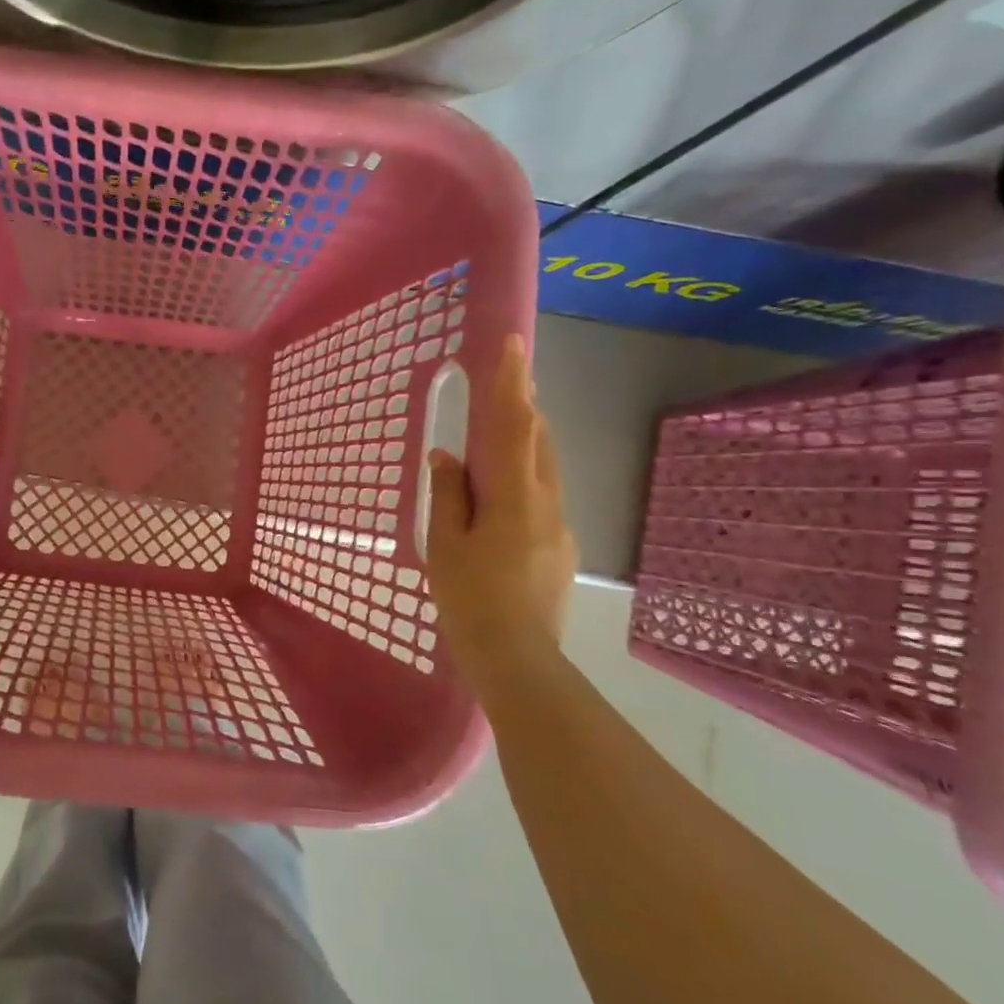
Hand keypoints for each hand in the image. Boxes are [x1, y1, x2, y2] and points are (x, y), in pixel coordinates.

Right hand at [426, 334, 575, 656]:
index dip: (511, 383)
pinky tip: (501, 493)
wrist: (518, 659)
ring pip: (544, 467)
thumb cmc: (470, 598)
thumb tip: (446, 456)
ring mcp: (559, 525)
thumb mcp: (444, 544)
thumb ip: (447, 495)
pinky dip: (523, 474)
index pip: (514, 427)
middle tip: (506, 381)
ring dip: (526, 439)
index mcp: (514, 497)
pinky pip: (542, 494)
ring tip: (502, 428)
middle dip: (524, 405)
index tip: (511, 344)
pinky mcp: (559, 546)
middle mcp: (546, 502)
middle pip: (538, 440)